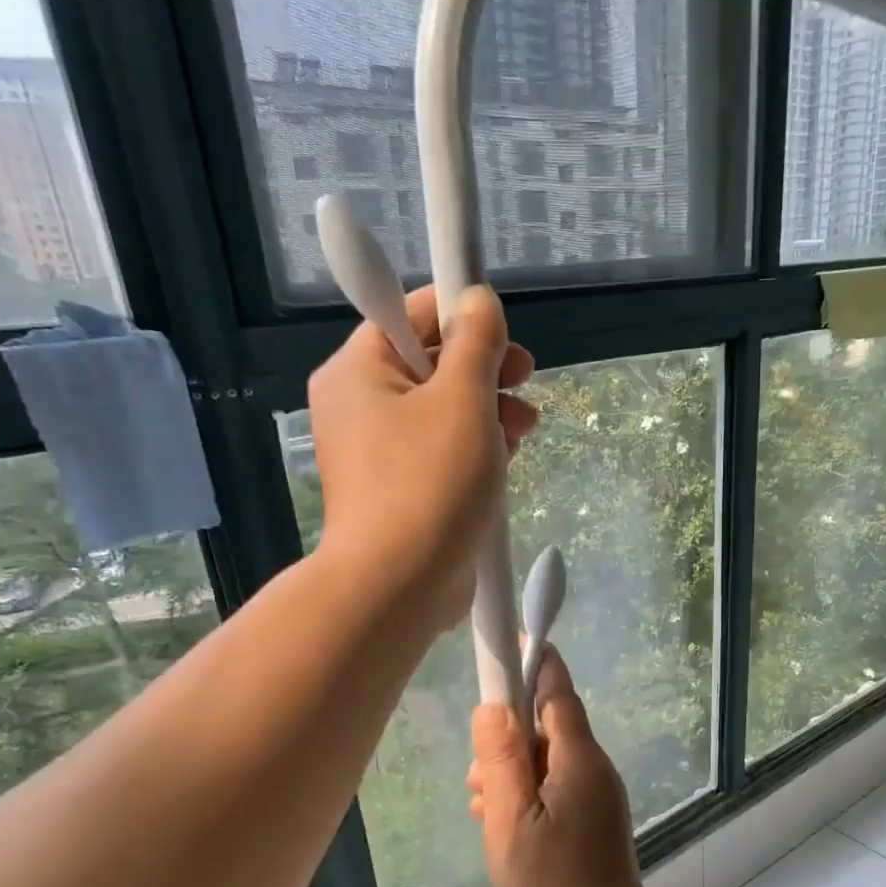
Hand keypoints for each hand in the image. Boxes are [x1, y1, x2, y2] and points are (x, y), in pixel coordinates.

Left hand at [309, 284, 537, 632]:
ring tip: (525, 428)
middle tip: (526, 379)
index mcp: (359, 370)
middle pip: (431, 362)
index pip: (410, 313)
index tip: (506, 336)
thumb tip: (479, 301)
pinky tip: (506, 459)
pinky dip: (475, 448)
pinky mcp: (402, 489)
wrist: (399, 585)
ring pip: (443, 409)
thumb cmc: (429, 483)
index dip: (462, 313)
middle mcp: (361, 404)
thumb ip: (476, 342)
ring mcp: (379, 451)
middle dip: (486, 369)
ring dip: (489, 410)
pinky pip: (441, 450)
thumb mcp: (463, 400)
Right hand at [468, 647, 660, 886]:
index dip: (532, 664)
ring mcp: (596, 793)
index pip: (557, 692)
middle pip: (546, 729)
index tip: (509, 645)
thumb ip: (502, 760)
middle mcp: (593, 767)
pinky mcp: (592, 817)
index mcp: (579, 758)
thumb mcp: (511, 821)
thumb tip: (493, 707)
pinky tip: (502, 827)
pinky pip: (554, 788)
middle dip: (507, 741)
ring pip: (546, 762)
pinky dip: (526, 796)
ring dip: (511, 774)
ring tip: (483, 810)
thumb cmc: (554, 885)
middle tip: (476, 779)